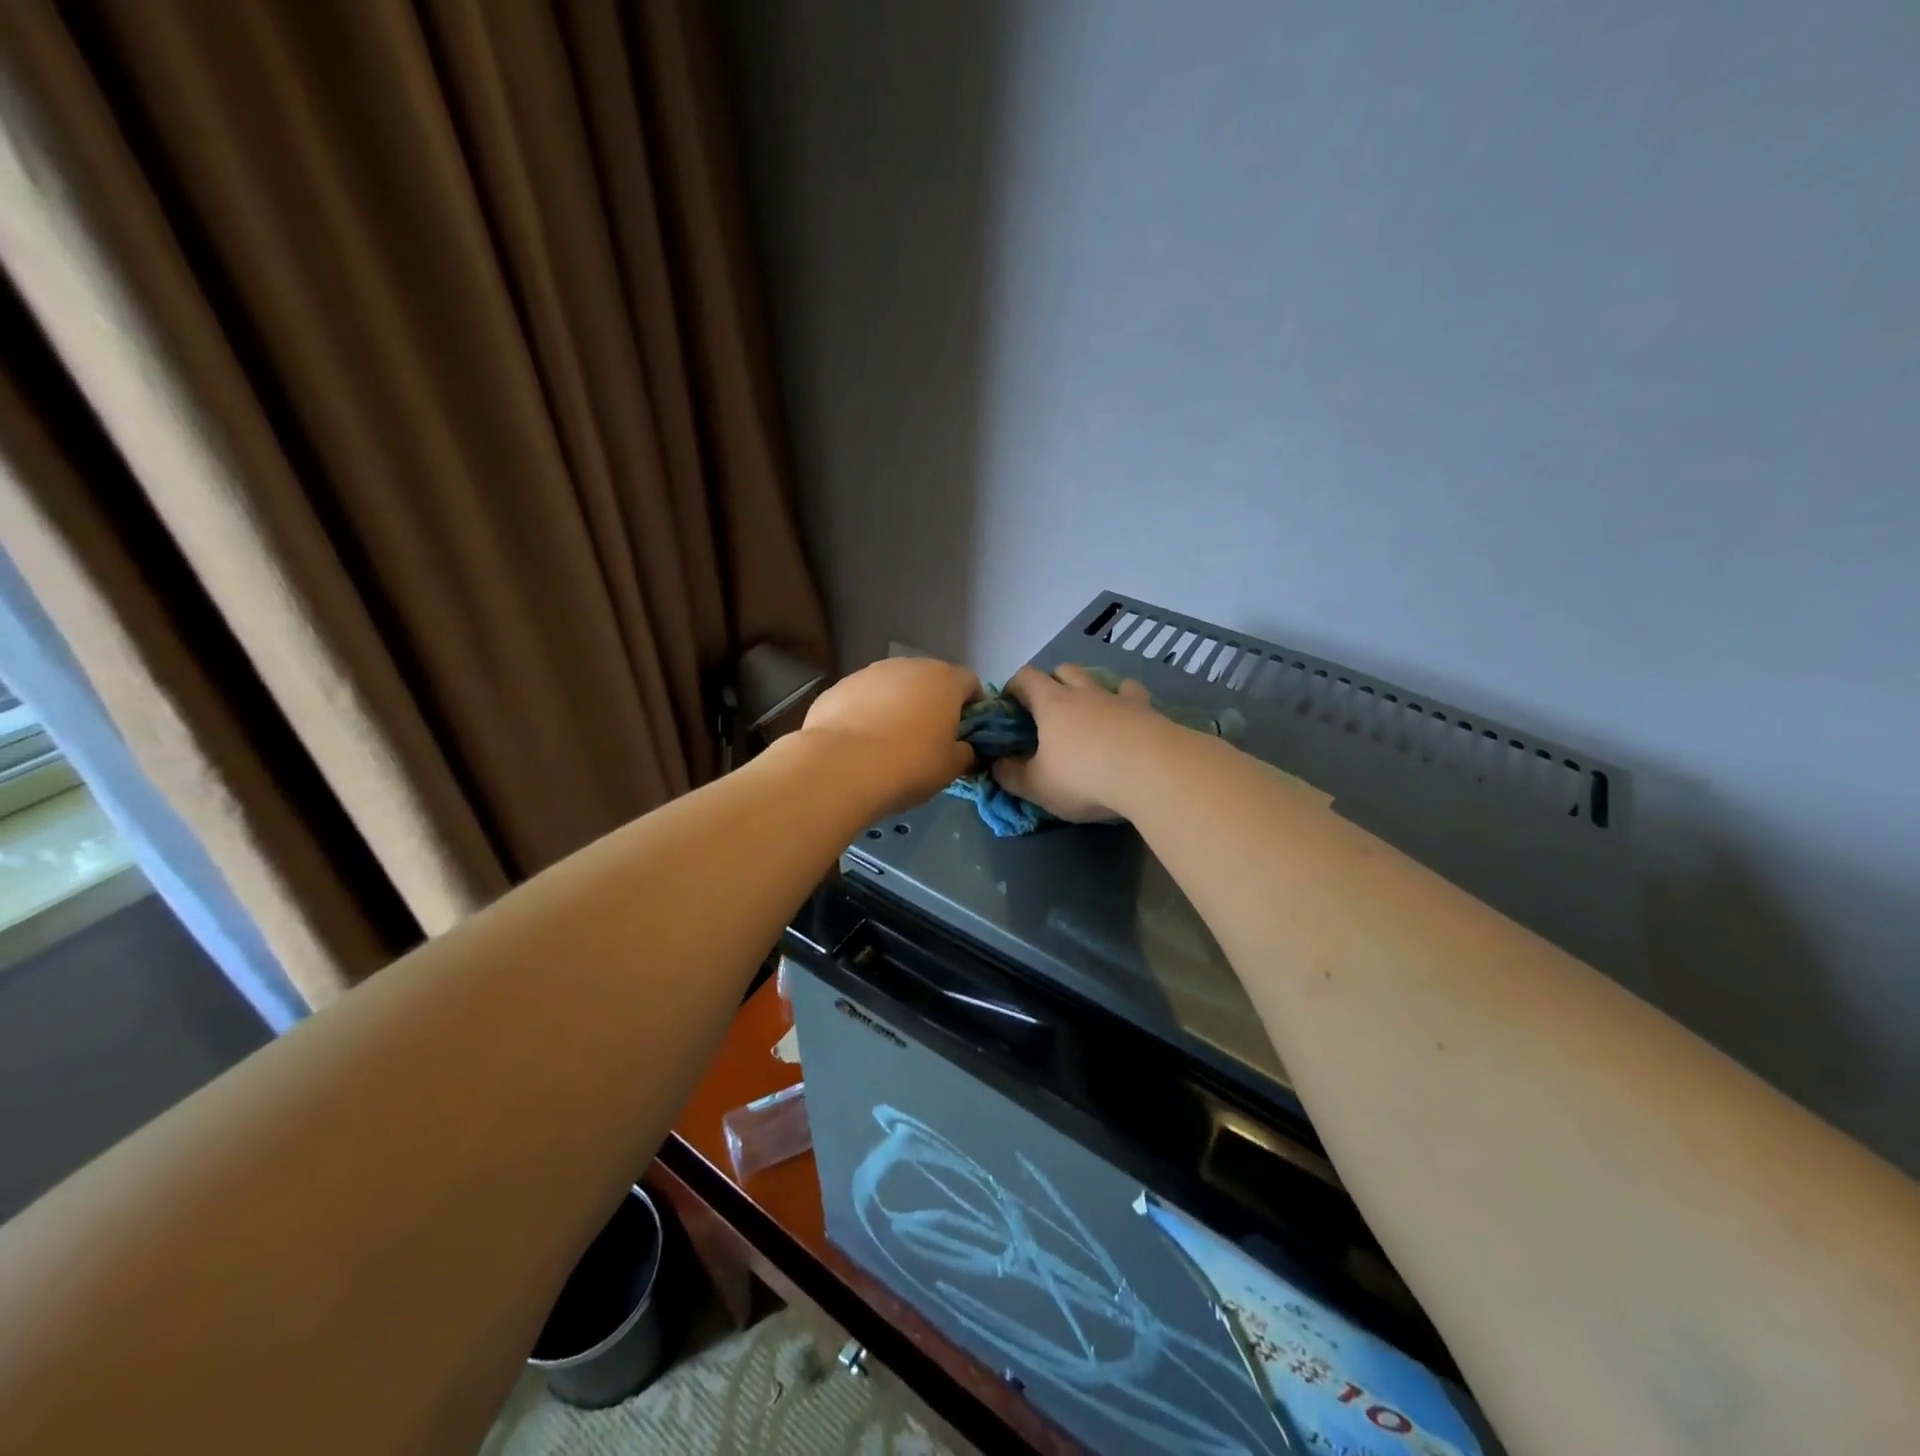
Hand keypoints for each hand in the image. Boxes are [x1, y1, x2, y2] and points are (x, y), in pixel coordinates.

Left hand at [800, 657, 980, 813]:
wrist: (842, 767)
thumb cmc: (910, 764)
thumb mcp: (950, 768)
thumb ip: (964, 753)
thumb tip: (963, 748)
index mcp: (944, 680)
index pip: (970, 684)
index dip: (972, 707)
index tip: (965, 733)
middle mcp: (909, 666)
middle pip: (930, 681)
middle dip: (932, 704)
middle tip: (927, 739)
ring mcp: (870, 673)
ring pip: (893, 687)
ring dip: (897, 706)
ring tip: (888, 742)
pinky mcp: (838, 686)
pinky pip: (862, 698)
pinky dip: (866, 714)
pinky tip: (859, 743)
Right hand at [990, 664, 1173, 821]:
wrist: (1153, 773)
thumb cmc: (1084, 777)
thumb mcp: (1037, 786)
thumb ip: (1011, 775)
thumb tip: (997, 764)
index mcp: (1051, 704)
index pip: (1025, 678)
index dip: (1014, 686)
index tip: (1009, 704)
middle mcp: (1084, 692)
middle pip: (1064, 670)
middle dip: (1052, 682)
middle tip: (1048, 710)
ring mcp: (1119, 698)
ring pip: (1099, 678)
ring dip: (1090, 688)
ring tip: (1089, 712)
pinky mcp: (1148, 711)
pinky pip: (1133, 694)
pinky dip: (1126, 700)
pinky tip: (1128, 715)